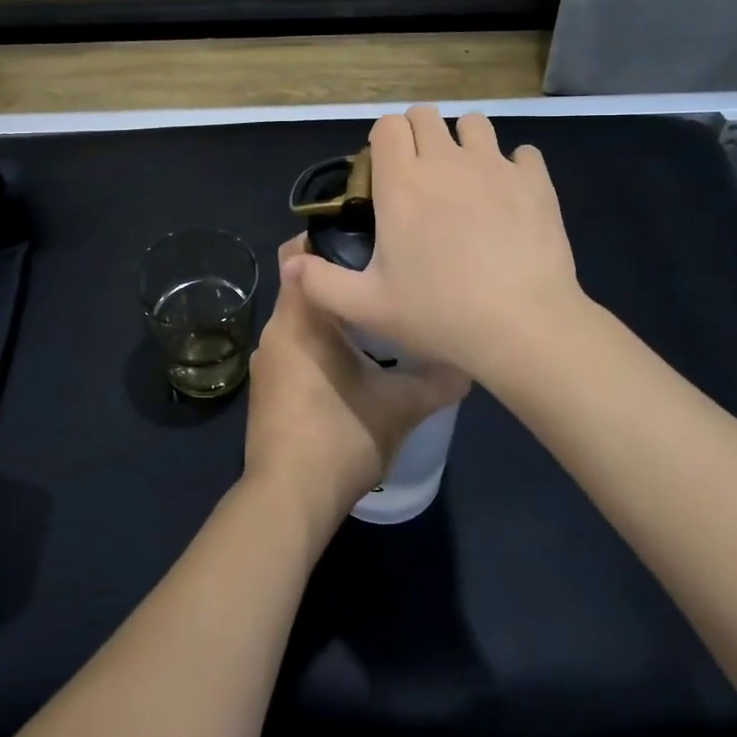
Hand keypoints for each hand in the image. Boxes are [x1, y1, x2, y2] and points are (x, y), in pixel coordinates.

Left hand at [243, 236, 468, 530]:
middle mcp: (275, 329)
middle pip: (305, 287)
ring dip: (332, 318)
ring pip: (301, 321)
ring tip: (377, 320)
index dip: (327, 237)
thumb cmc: (340, 436)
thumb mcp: (400, 407)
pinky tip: (353, 365)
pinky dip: (319, 346)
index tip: (365, 236)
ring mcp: (267, 362)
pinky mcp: (267, 389)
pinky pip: (294, 349)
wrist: (288, 500)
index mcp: (299, 317)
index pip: (298, 253)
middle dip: (341, 281)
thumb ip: (436, 380)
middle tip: (385, 279)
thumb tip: (469, 364)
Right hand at [280, 106, 586, 385]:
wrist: (522, 326)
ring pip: (474, 123)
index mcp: (402, 184)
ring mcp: (494, 166)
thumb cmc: (438, 314)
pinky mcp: (535, 181)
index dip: (384, 140)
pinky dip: (514, 166)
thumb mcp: (367, 307)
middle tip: (421, 174)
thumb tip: (290, 262)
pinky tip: (510, 196)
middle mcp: (445, 161)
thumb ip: (321, 282)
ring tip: (466, 178)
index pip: (388, 125)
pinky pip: (523, 153)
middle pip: (426, 115)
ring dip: (464, 141)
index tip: (386, 170)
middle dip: (419, 134)